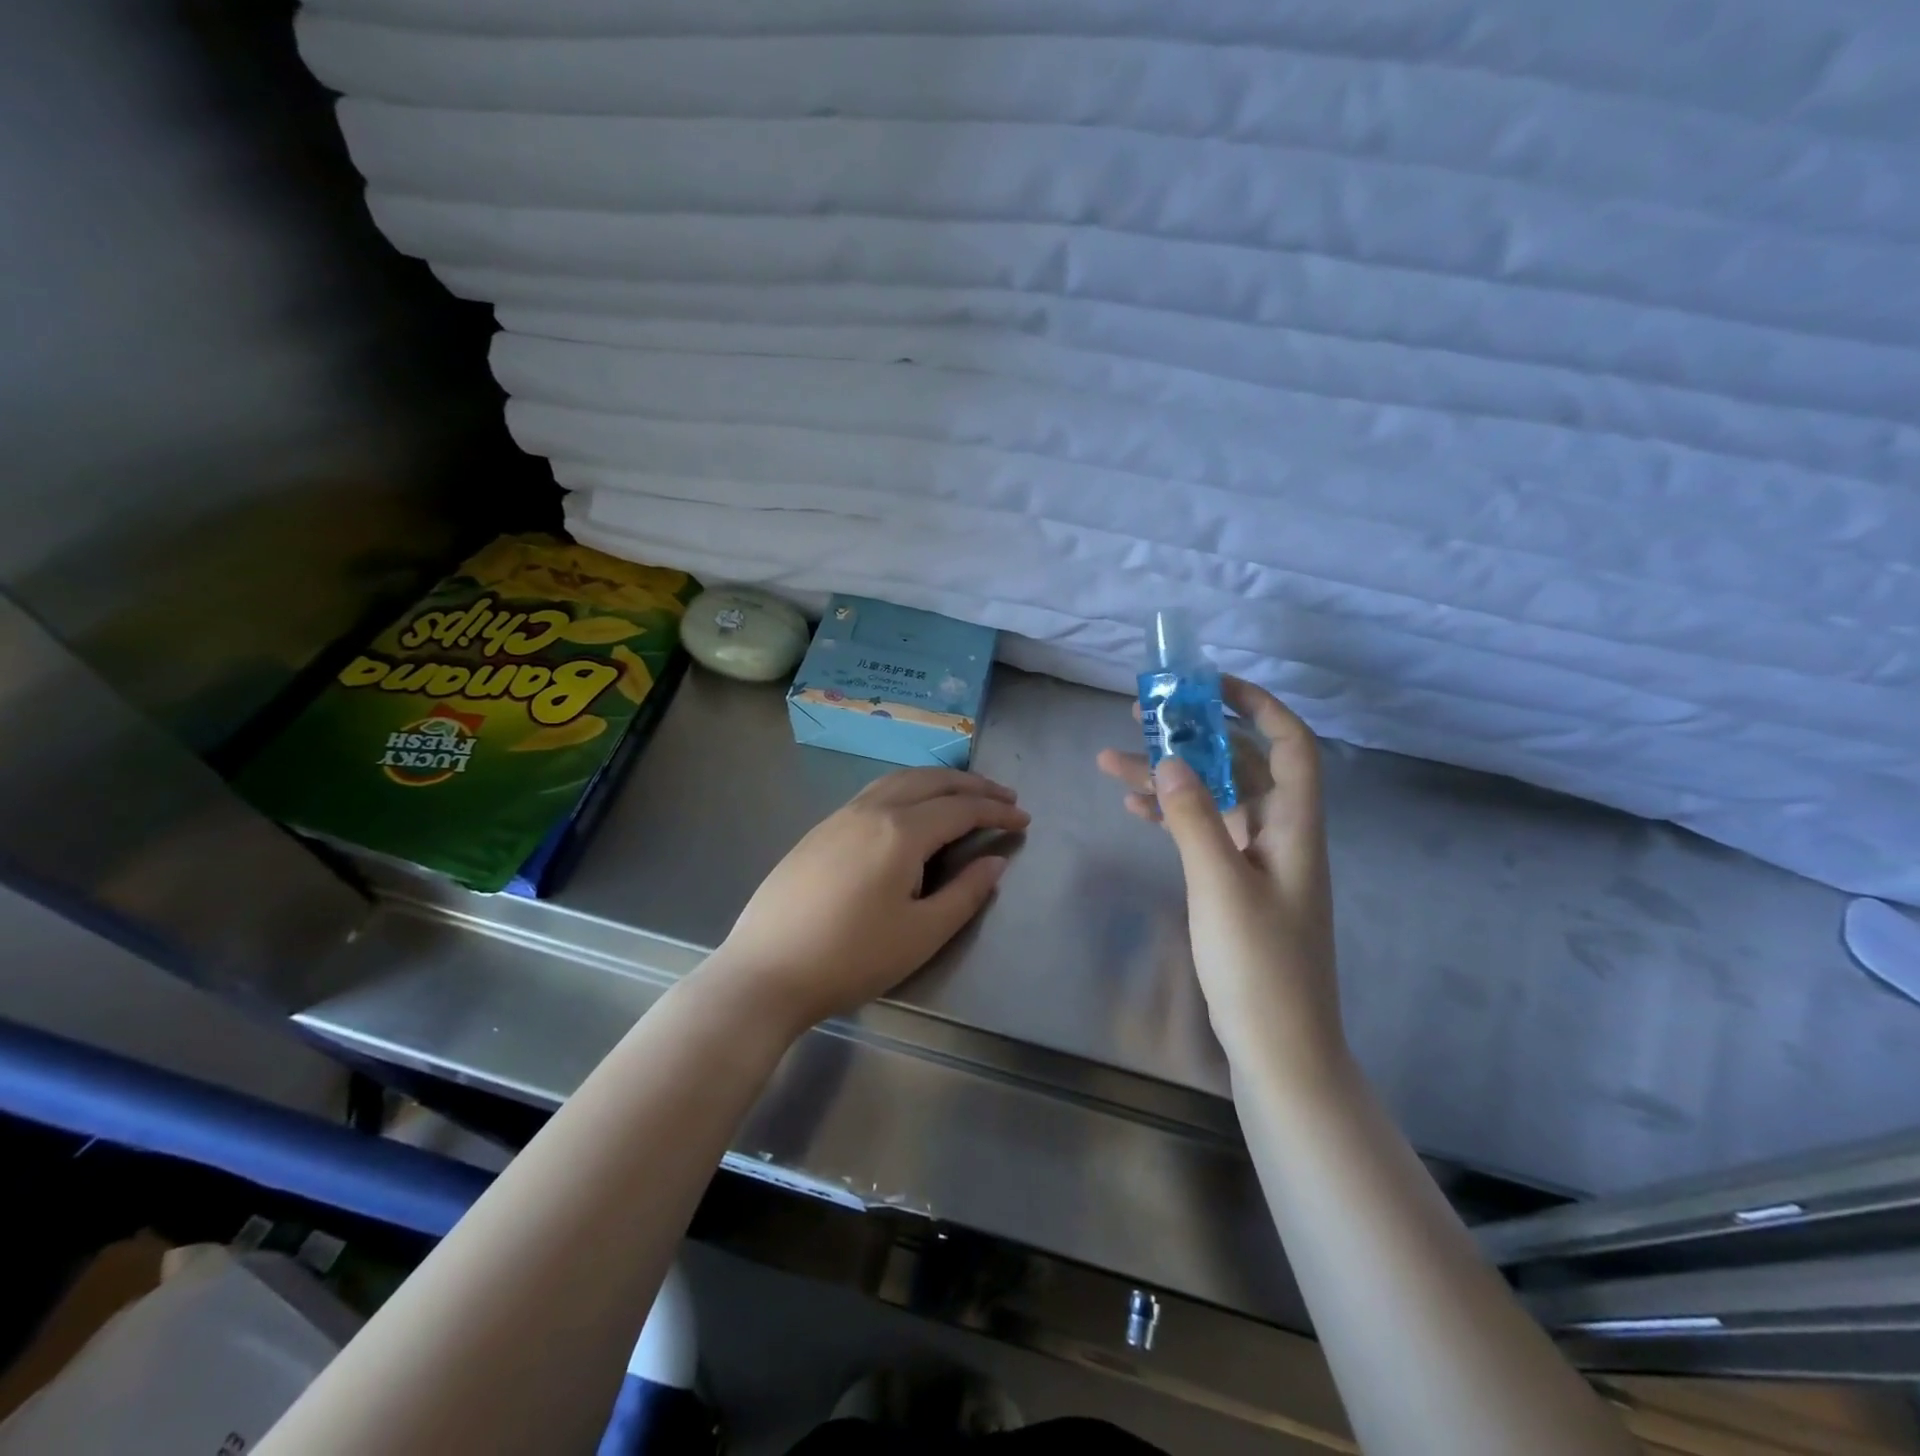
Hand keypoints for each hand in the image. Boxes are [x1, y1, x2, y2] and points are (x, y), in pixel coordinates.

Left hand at [708, 768, 1027, 1037]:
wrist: (766, 971)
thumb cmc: (851, 958)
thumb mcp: (922, 934)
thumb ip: (965, 893)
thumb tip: (994, 861)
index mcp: (901, 831)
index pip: (961, 808)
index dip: (997, 811)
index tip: (1024, 818)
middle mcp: (871, 809)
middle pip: (932, 781)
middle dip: (973, 785)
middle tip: (1004, 796)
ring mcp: (840, 816)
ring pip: (900, 780)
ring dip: (939, 781)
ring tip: (963, 794)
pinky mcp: (820, 829)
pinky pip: (875, 792)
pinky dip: (908, 788)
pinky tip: (911, 809)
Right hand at [1097, 677, 1343, 1071]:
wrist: (1278, 1046)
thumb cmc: (1258, 964)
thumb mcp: (1220, 884)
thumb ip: (1193, 816)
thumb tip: (1170, 758)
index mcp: (1294, 825)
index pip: (1289, 744)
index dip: (1257, 705)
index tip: (1208, 685)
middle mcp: (1279, 833)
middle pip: (1240, 764)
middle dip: (1194, 734)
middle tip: (1142, 715)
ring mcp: (1256, 860)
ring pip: (1212, 798)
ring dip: (1169, 776)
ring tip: (1111, 758)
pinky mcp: (1234, 885)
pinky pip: (1201, 832)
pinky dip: (1170, 814)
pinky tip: (1133, 806)